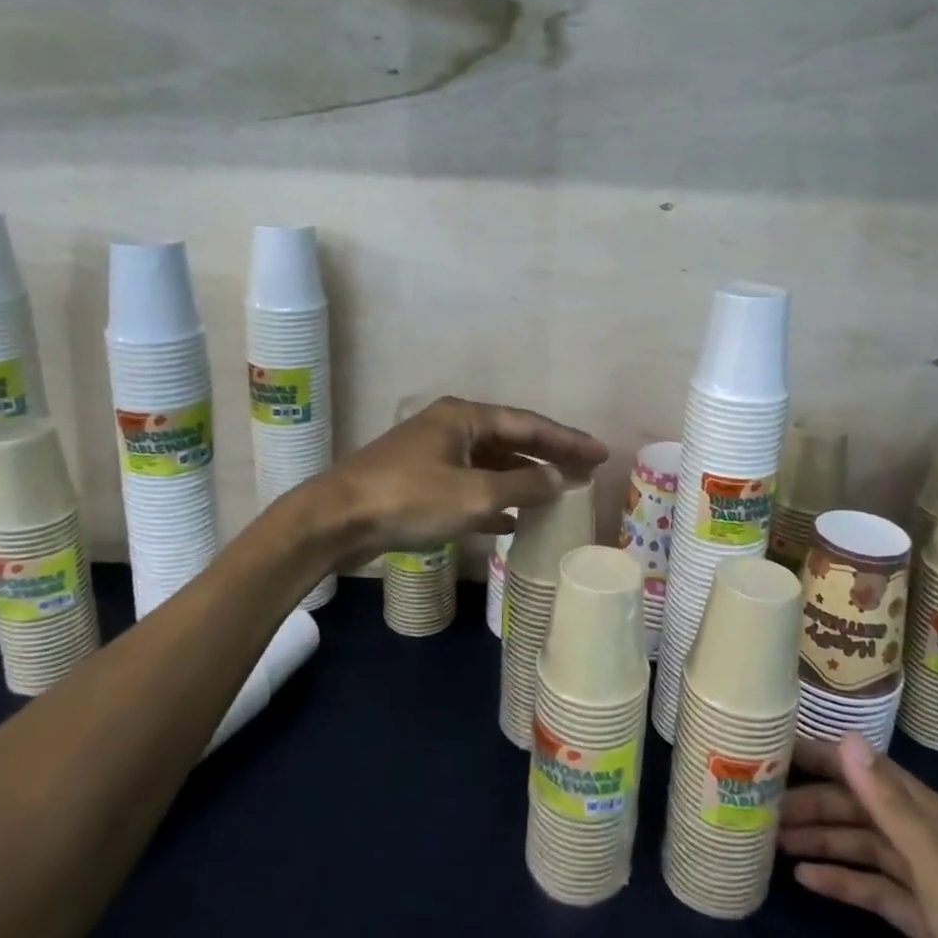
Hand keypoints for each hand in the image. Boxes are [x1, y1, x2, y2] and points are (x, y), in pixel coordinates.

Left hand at [309, 396, 606, 567]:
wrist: (336, 519)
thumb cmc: (410, 498)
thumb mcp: (475, 494)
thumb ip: (523, 485)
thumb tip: (560, 478)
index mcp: (465, 417)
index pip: (529, 424)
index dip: (567, 440)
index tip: (600, 453)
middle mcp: (451, 427)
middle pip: (511, 440)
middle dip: (548, 458)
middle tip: (586, 472)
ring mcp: (433, 454)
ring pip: (490, 464)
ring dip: (522, 479)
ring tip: (557, 495)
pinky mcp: (419, 482)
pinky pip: (468, 486)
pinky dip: (493, 500)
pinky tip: (511, 521)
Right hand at [781, 734, 937, 937]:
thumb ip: (892, 806)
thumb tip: (845, 737)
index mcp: (935, 819)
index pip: (868, 770)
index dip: (823, 756)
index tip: (775, 747)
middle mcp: (929, 842)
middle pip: (860, 809)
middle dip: (813, 803)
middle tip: (761, 806)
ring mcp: (928, 885)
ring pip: (863, 847)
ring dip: (822, 840)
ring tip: (774, 842)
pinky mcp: (926, 925)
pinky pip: (873, 890)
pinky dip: (841, 882)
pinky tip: (807, 883)